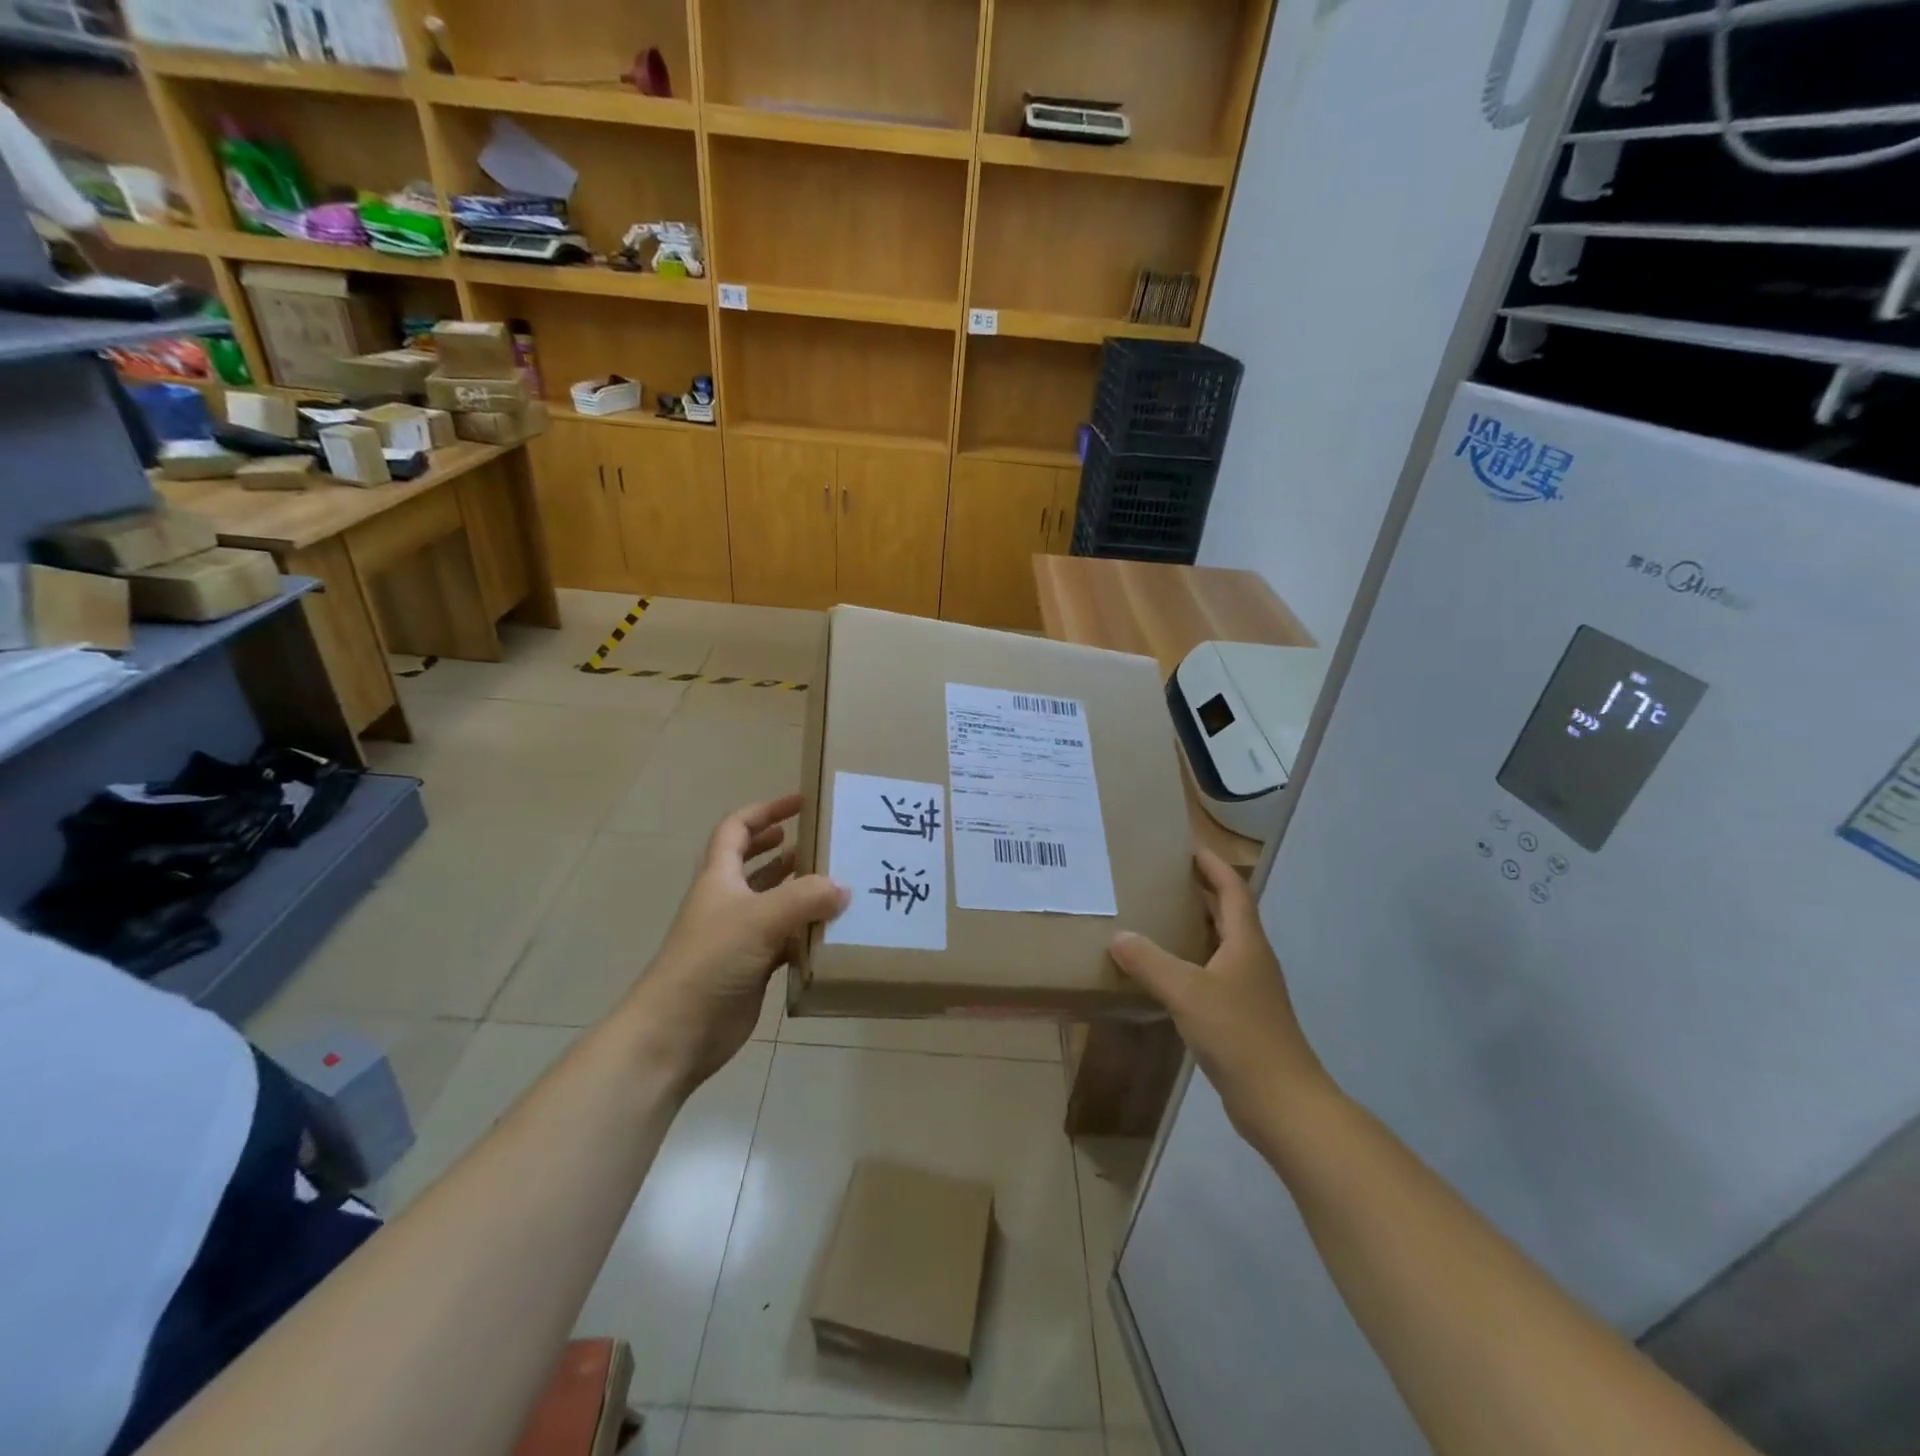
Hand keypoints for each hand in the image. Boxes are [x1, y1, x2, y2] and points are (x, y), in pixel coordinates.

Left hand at [628, 794, 847, 1091]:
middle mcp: (728, 901)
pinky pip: (785, 940)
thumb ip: (806, 898)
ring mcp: (739, 936)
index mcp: (719, 878)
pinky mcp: (752, 968)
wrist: (677, 1031)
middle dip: (785, 847)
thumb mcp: (760, 918)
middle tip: (824, 841)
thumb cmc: (711, 961)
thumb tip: (843, 887)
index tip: (801, 802)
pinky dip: (807, 933)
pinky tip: (833, 931)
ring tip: (838, 881)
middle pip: (755, 863)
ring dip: (801, 890)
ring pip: (774, 902)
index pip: (737, 829)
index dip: (766, 811)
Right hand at [1109, 850, 1333, 1140]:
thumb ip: (1150, 962)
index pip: (1233, 890)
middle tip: (1164, 878)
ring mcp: (1250, 991)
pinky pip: (1214, 976)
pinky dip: (1192, 963)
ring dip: (1196, 927)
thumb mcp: (1187, 992)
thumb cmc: (1239, 1035)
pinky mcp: (1243, 1018)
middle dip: (1202, 892)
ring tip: (1159, 918)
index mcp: (1246, 943)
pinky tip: (1167, 975)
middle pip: (1229, 915)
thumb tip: (1118, 936)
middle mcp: (1251, 960)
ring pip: (1221, 946)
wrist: (1282, 1102)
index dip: (1214, 866)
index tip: (1189, 847)